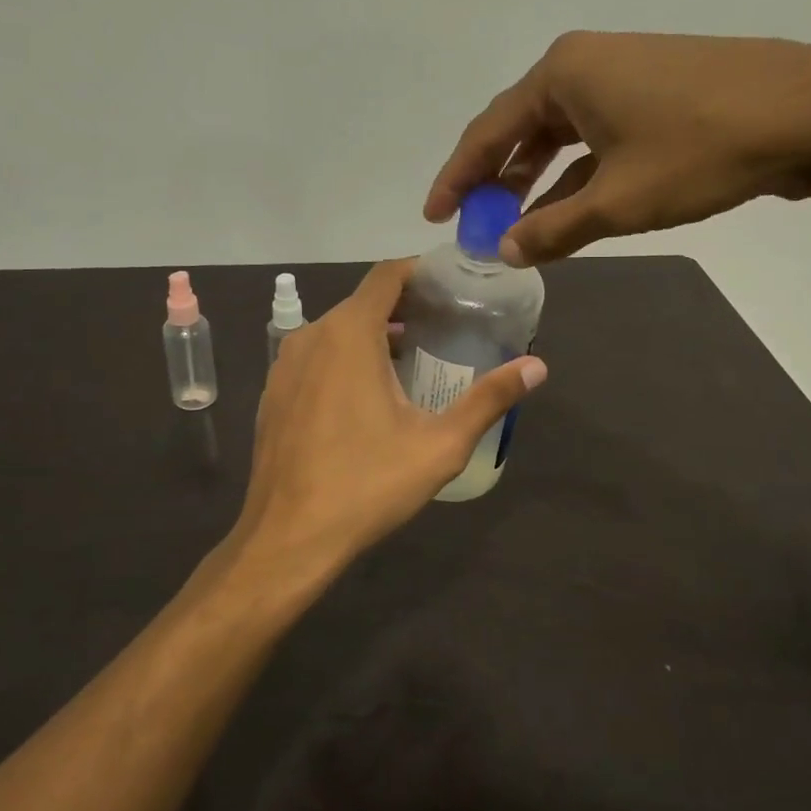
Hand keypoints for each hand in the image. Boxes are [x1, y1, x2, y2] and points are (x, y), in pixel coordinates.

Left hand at [226, 260, 546, 595]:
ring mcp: (284, 365)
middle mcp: (311, 336)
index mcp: (348, 333)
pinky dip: (343, 360)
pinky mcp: (273, 393)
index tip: (452, 288)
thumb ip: (488, 399)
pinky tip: (366, 397)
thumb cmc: (366, 485)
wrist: (288, 537)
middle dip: (403, 308)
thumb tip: (537, 367)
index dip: (421, 273)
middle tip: (444, 330)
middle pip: (363, 302)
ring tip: (412, 361)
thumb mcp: (439, 445)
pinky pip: (315, 358)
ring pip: (336, 331)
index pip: (387, 275)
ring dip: (373, 336)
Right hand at [424, 32, 810, 264]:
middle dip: (495, 179)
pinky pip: (594, 134)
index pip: (488, 132)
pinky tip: (568, 207)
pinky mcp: (653, 91)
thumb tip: (504, 252)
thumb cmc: (702, 150)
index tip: (435, 215)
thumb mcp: (619, 200)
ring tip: (515, 223)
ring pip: (559, 133)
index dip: (457, 178)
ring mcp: (622, 73)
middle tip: (474, 224)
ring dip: (536, 179)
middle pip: (519, 128)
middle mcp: (583, 63)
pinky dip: (576, 172)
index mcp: (561, 74)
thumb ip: (553, 229)